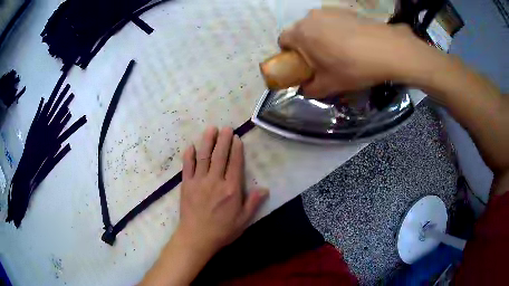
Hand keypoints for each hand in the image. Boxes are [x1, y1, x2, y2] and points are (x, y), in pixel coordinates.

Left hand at [142, 127, 268, 285]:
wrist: (197, 238)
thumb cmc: (222, 230)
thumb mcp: (243, 220)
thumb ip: (253, 203)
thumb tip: (265, 189)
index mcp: (231, 189)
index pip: (235, 164)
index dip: (236, 149)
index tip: (236, 138)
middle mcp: (215, 181)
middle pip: (220, 156)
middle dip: (223, 140)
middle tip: (225, 127)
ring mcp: (199, 182)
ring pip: (204, 157)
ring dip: (207, 142)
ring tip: (211, 129)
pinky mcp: (186, 185)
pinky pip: (187, 167)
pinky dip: (189, 156)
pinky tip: (191, 146)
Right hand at [278, 8, 439, 97]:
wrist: (387, 49)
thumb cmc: (353, 67)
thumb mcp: (329, 85)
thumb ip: (311, 89)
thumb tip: (305, 89)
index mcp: (301, 33)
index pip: (282, 40)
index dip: (289, 54)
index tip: (302, 64)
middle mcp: (310, 17)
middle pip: (300, 31)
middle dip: (305, 45)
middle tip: (322, 60)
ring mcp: (329, 11)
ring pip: (317, 25)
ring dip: (321, 36)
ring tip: (340, 50)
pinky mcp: (345, 10)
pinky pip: (332, 20)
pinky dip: (335, 30)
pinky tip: (352, 42)